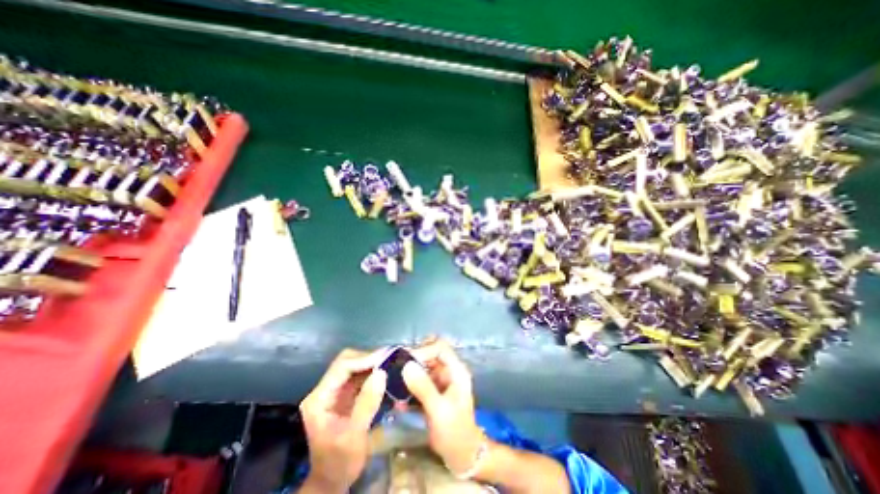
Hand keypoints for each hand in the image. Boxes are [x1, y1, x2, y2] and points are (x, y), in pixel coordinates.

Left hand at [299, 349, 385, 491]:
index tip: (386, 358)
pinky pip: (360, 375)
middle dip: (369, 358)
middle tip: (390, 358)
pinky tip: (386, 372)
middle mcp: (325, 389)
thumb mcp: (354, 437)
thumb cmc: (340, 463)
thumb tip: (381, 373)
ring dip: (373, 362)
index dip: (364, 359)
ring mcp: (335, 391)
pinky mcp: (345, 393)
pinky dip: (374, 371)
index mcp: (319, 399)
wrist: (333, 481)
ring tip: (392, 362)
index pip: (342, 367)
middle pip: (347, 361)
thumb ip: (366, 404)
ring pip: (354, 365)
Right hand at [403, 339, 483, 474]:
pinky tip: (398, 397)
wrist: (462, 456)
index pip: (440, 348)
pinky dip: (409, 385)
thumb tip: (407, 365)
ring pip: (423, 366)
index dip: (424, 350)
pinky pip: (419, 380)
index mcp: (456, 370)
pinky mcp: (433, 390)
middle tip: (395, 369)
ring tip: (393, 382)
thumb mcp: (438, 410)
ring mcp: (441, 380)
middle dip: (413, 359)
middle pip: (431, 354)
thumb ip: (423, 387)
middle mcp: (449, 371)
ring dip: (409, 372)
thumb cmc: (455, 432)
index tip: (406, 362)